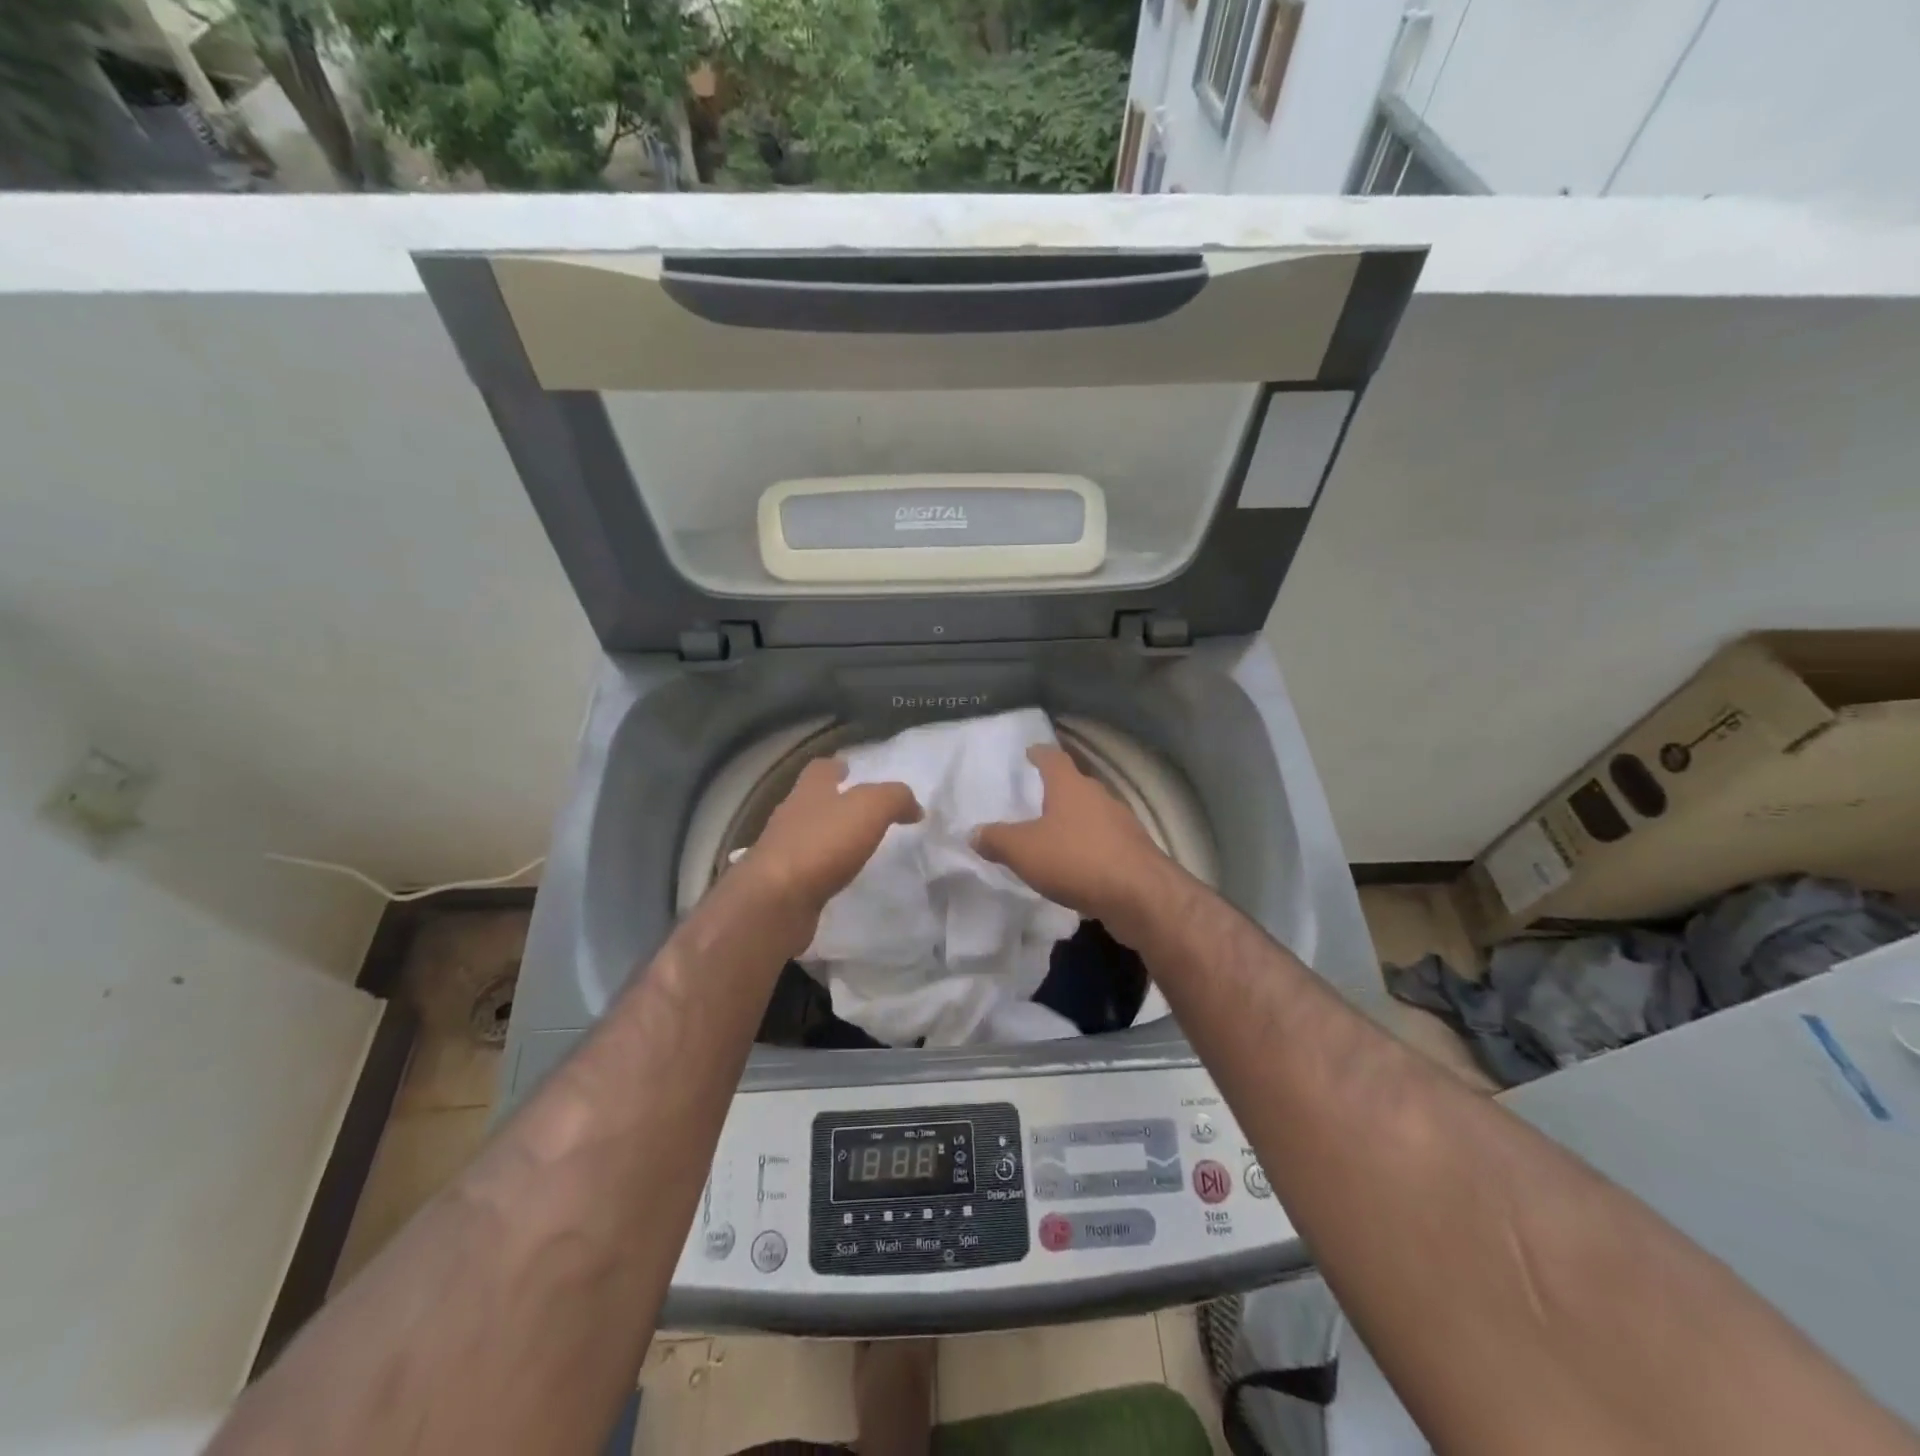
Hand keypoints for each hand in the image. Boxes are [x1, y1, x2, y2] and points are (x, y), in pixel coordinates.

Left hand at [743, 757, 920, 916]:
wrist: (775, 902)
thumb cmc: (822, 844)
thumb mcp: (870, 808)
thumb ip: (895, 799)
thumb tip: (914, 806)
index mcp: (809, 791)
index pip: (820, 769)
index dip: (836, 767)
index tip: (851, 770)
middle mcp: (790, 816)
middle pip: (811, 801)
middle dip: (833, 802)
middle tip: (861, 811)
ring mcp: (781, 851)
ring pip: (807, 835)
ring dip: (828, 837)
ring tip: (855, 846)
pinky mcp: (780, 885)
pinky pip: (806, 869)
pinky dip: (822, 869)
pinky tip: (839, 878)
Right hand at [972, 745, 1170, 935]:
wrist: (1140, 896)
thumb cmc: (1076, 860)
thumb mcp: (1023, 850)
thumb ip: (996, 839)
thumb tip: (973, 833)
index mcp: (1071, 787)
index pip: (1054, 758)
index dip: (1040, 754)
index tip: (1030, 752)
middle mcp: (1099, 797)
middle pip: (1076, 785)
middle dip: (1057, 791)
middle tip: (1036, 798)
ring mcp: (1122, 824)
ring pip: (1092, 815)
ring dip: (1075, 822)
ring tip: (1054, 835)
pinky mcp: (1134, 852)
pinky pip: (1105, 843)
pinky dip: (1089, 848)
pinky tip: (1077, 866)